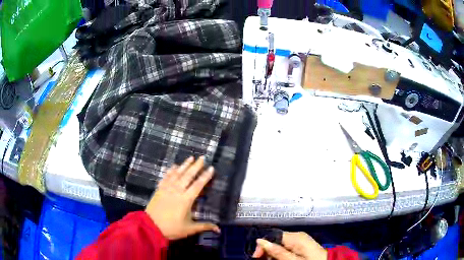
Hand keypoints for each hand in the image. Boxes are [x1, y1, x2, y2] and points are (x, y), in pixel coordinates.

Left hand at [145, 156, 219, 239]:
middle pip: (188, 176)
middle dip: (196, 166)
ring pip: (177, 174)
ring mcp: (167, 189)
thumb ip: (204, 226)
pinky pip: (166, 177)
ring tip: (190, 158)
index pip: (198, 185)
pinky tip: (174, 166)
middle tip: (202, 157)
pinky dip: (171, 171)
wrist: (151, 226)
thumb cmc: (172, 228)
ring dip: (184, 165)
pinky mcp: (159, 189)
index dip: (205, 176)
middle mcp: (177, 191)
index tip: (211, 168)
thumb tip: (219, 229)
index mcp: (186, 200)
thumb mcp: (190, 229)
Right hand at [252, 232, 327, 259]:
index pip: (272, 236)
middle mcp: (297, 236)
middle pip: (275, 240)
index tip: (256, 257)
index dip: (262, 246)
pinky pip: (287, 247)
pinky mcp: (301, 245)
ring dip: (273, 254)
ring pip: (280, 245)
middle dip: (267, 251)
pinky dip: (281, 254)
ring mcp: (300, 240)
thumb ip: (277, 252)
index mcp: (295, 237)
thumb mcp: (293, 259)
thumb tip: (260, 240)